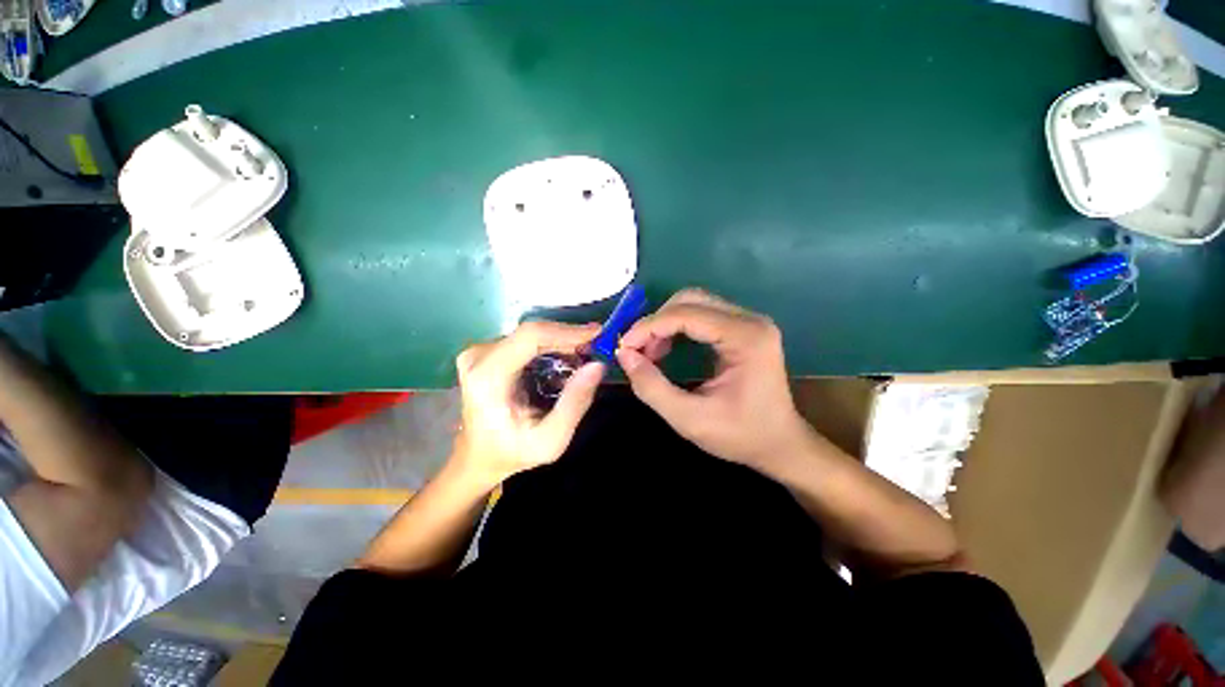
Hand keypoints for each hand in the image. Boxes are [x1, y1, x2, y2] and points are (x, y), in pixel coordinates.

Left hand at [452, 321, 605, 485]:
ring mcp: (480, 351)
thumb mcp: (551, 439)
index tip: (597, 334)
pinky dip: (550, 346)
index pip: (530, 337)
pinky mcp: (486, 352)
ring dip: (561, 342)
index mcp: (487, 377)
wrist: (479, 458)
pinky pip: (525, 341)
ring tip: (585, 356)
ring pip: (531, 334)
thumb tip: (597, 365)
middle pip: (532, 333)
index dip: (566, 331)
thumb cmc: (512, 453)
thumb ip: (575, 403)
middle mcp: (478, 356)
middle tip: (596, 348)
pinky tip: (566, 359)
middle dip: (568, 337)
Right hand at [615, 289, 812, 469]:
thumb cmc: (740, 435)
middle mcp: (749, 320)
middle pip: (690, 299)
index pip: (685, 314)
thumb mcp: (689, 419)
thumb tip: (624, 355)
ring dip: (665, 324)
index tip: (624, 348)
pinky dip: (677, 327)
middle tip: (638, 351)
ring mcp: (748, 321)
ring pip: (694, 303)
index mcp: (745, 338)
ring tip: (651, 353)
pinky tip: (667, 348)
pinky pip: (702, 315)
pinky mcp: (743, 328)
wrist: (780, 444)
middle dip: (656, 322)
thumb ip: (651, 387)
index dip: (648, 327)